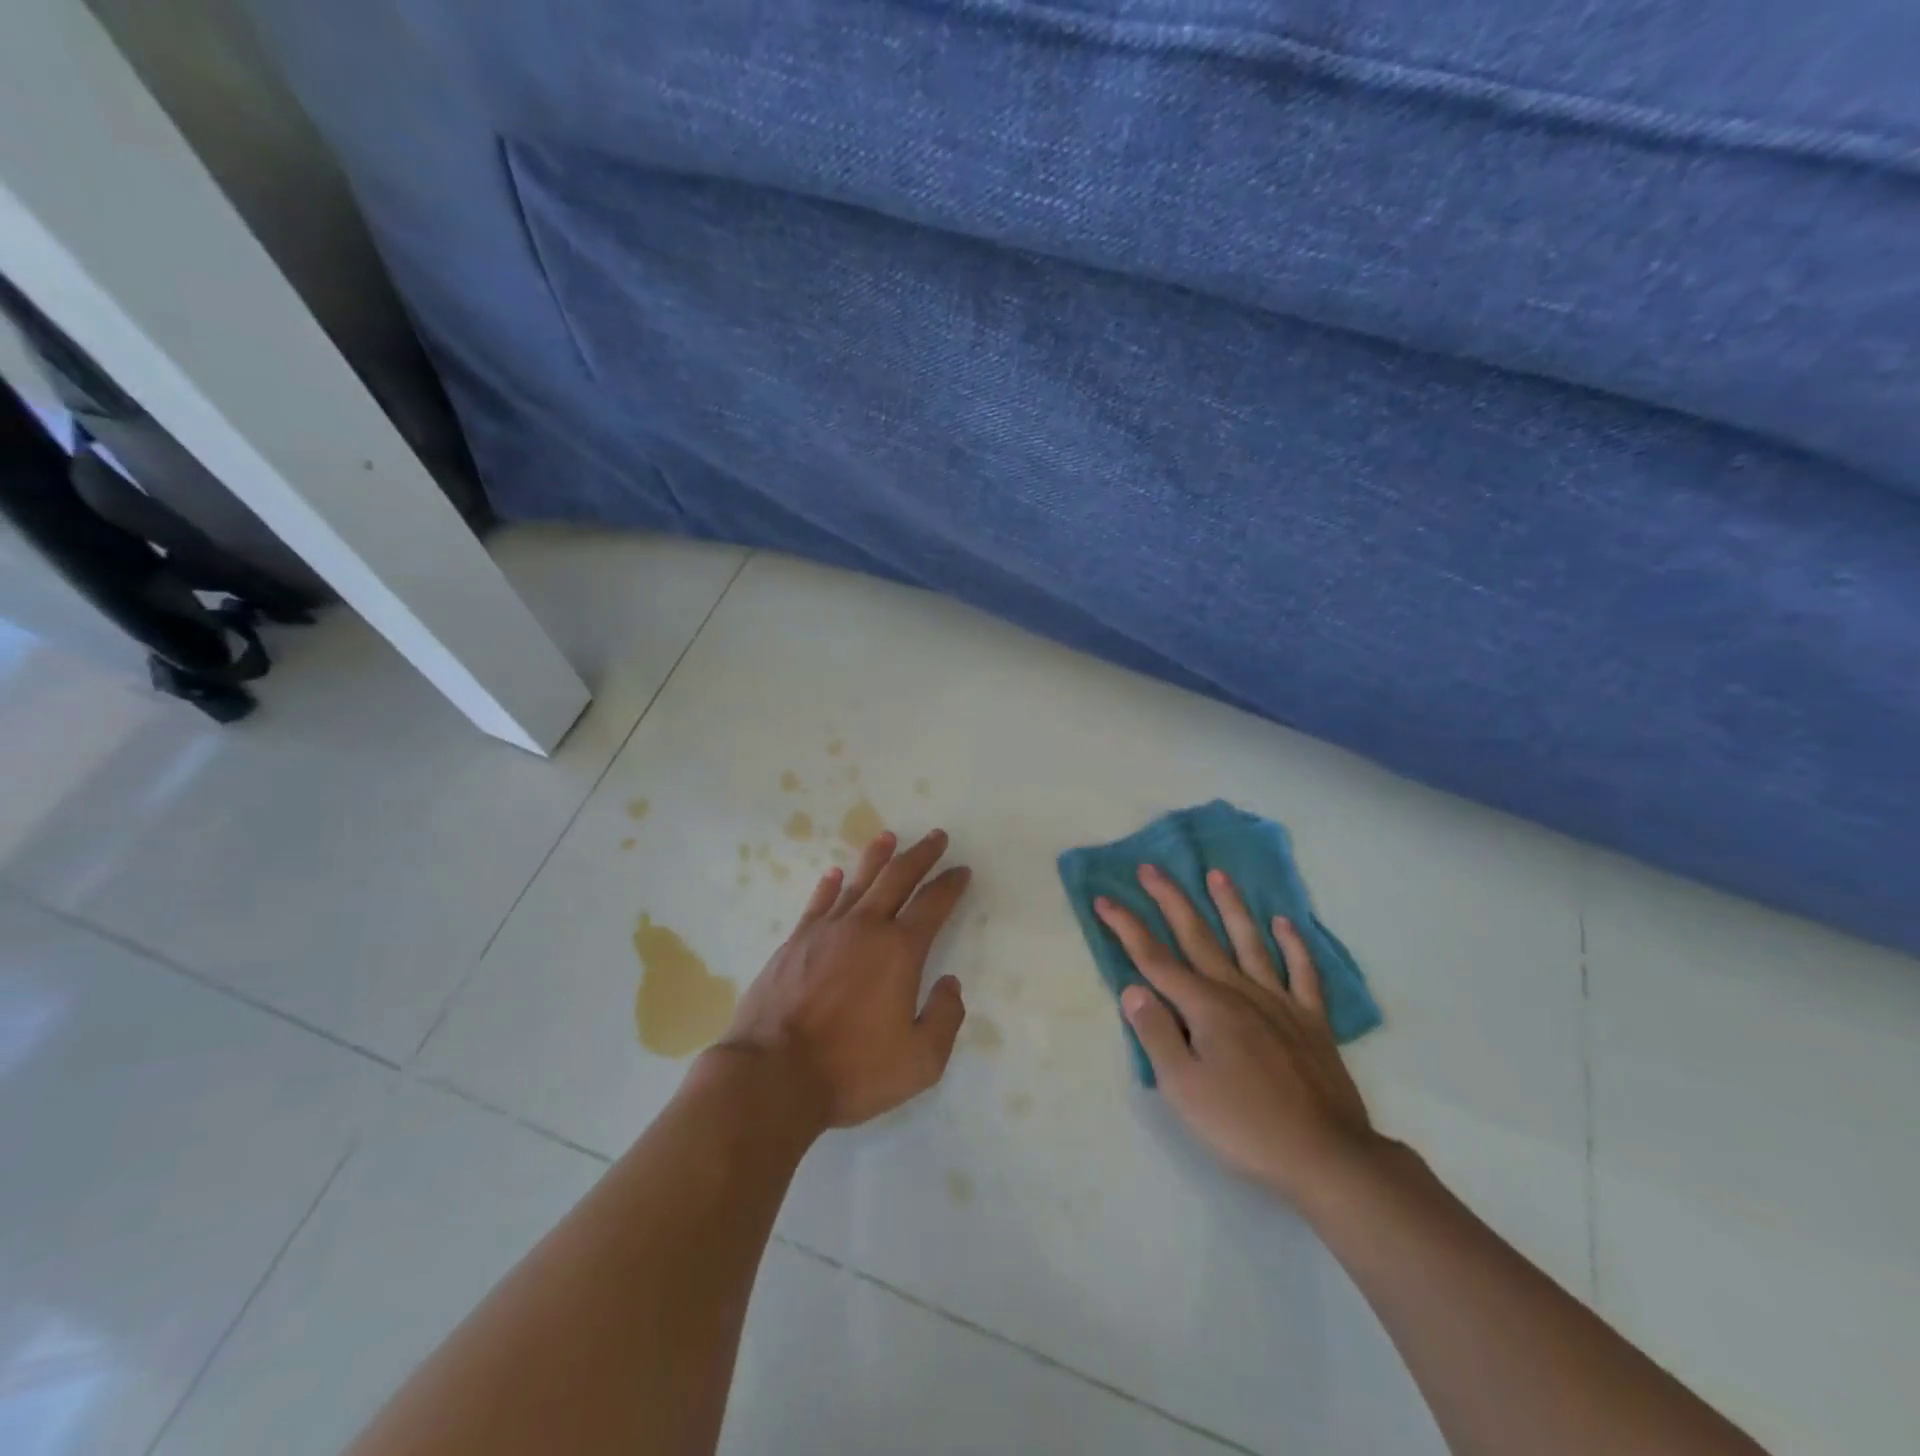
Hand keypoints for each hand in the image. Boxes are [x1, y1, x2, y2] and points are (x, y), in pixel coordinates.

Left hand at [716, 829, 970, 1129]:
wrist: (772, 1075)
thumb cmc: (851, 1070)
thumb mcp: (919, 1061)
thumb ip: (945, 1018)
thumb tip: (950, 984)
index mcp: (900, 951)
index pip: (933, 905)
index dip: (951, 885)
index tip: (961, 870)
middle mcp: (865, 928)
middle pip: (898, 878)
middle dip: (921, 855)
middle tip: (937, 837)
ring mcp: (825, 931)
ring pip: (858, 882)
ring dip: (877, 857)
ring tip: (889, 837)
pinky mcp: (794, 942)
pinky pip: (818, 903)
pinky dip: (830, 886)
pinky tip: (835, 875)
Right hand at [1096, 864, 1378, 1203]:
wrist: (1327, 1158)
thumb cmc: (1244, 1126)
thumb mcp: (1183, 1088)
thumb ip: (1155, 1034)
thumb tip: (1133, 988)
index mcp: (1205, 1007)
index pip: (1154, 959)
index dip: (1127, 928)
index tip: (1104, 899)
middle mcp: (1239, 992)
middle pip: (1197, 937)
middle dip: (1170, 901)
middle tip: (1151, 868)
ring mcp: (1279, 1003)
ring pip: (1249, 942)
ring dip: (1230, 906)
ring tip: (1216, 875)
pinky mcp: (1312, 1021)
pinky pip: (1302, 973)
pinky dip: (1294, 945)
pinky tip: (1285, 923)